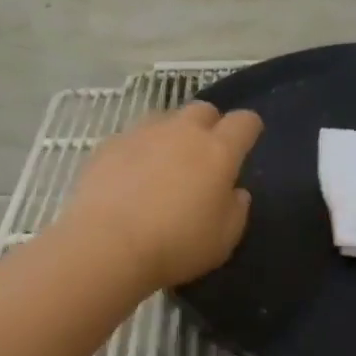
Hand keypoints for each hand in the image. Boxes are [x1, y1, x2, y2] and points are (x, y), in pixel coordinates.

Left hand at [58, 101, 263, 288]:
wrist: (106, 245)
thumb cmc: (175, 245)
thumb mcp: (223, 240)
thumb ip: (236, 210)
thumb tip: (235, 192)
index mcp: (218, 150)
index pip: (244, 122)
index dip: (249, 129)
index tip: (246, 143)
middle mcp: (182, 131)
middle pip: (204, 110)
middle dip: (209, 126)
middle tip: (203, 156)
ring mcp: (142, 133)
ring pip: (165, 119)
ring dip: (171, 135)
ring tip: (164, 166)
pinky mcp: (109, 144)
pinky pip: (132, 138)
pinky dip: (138, 151)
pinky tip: (129, 178)